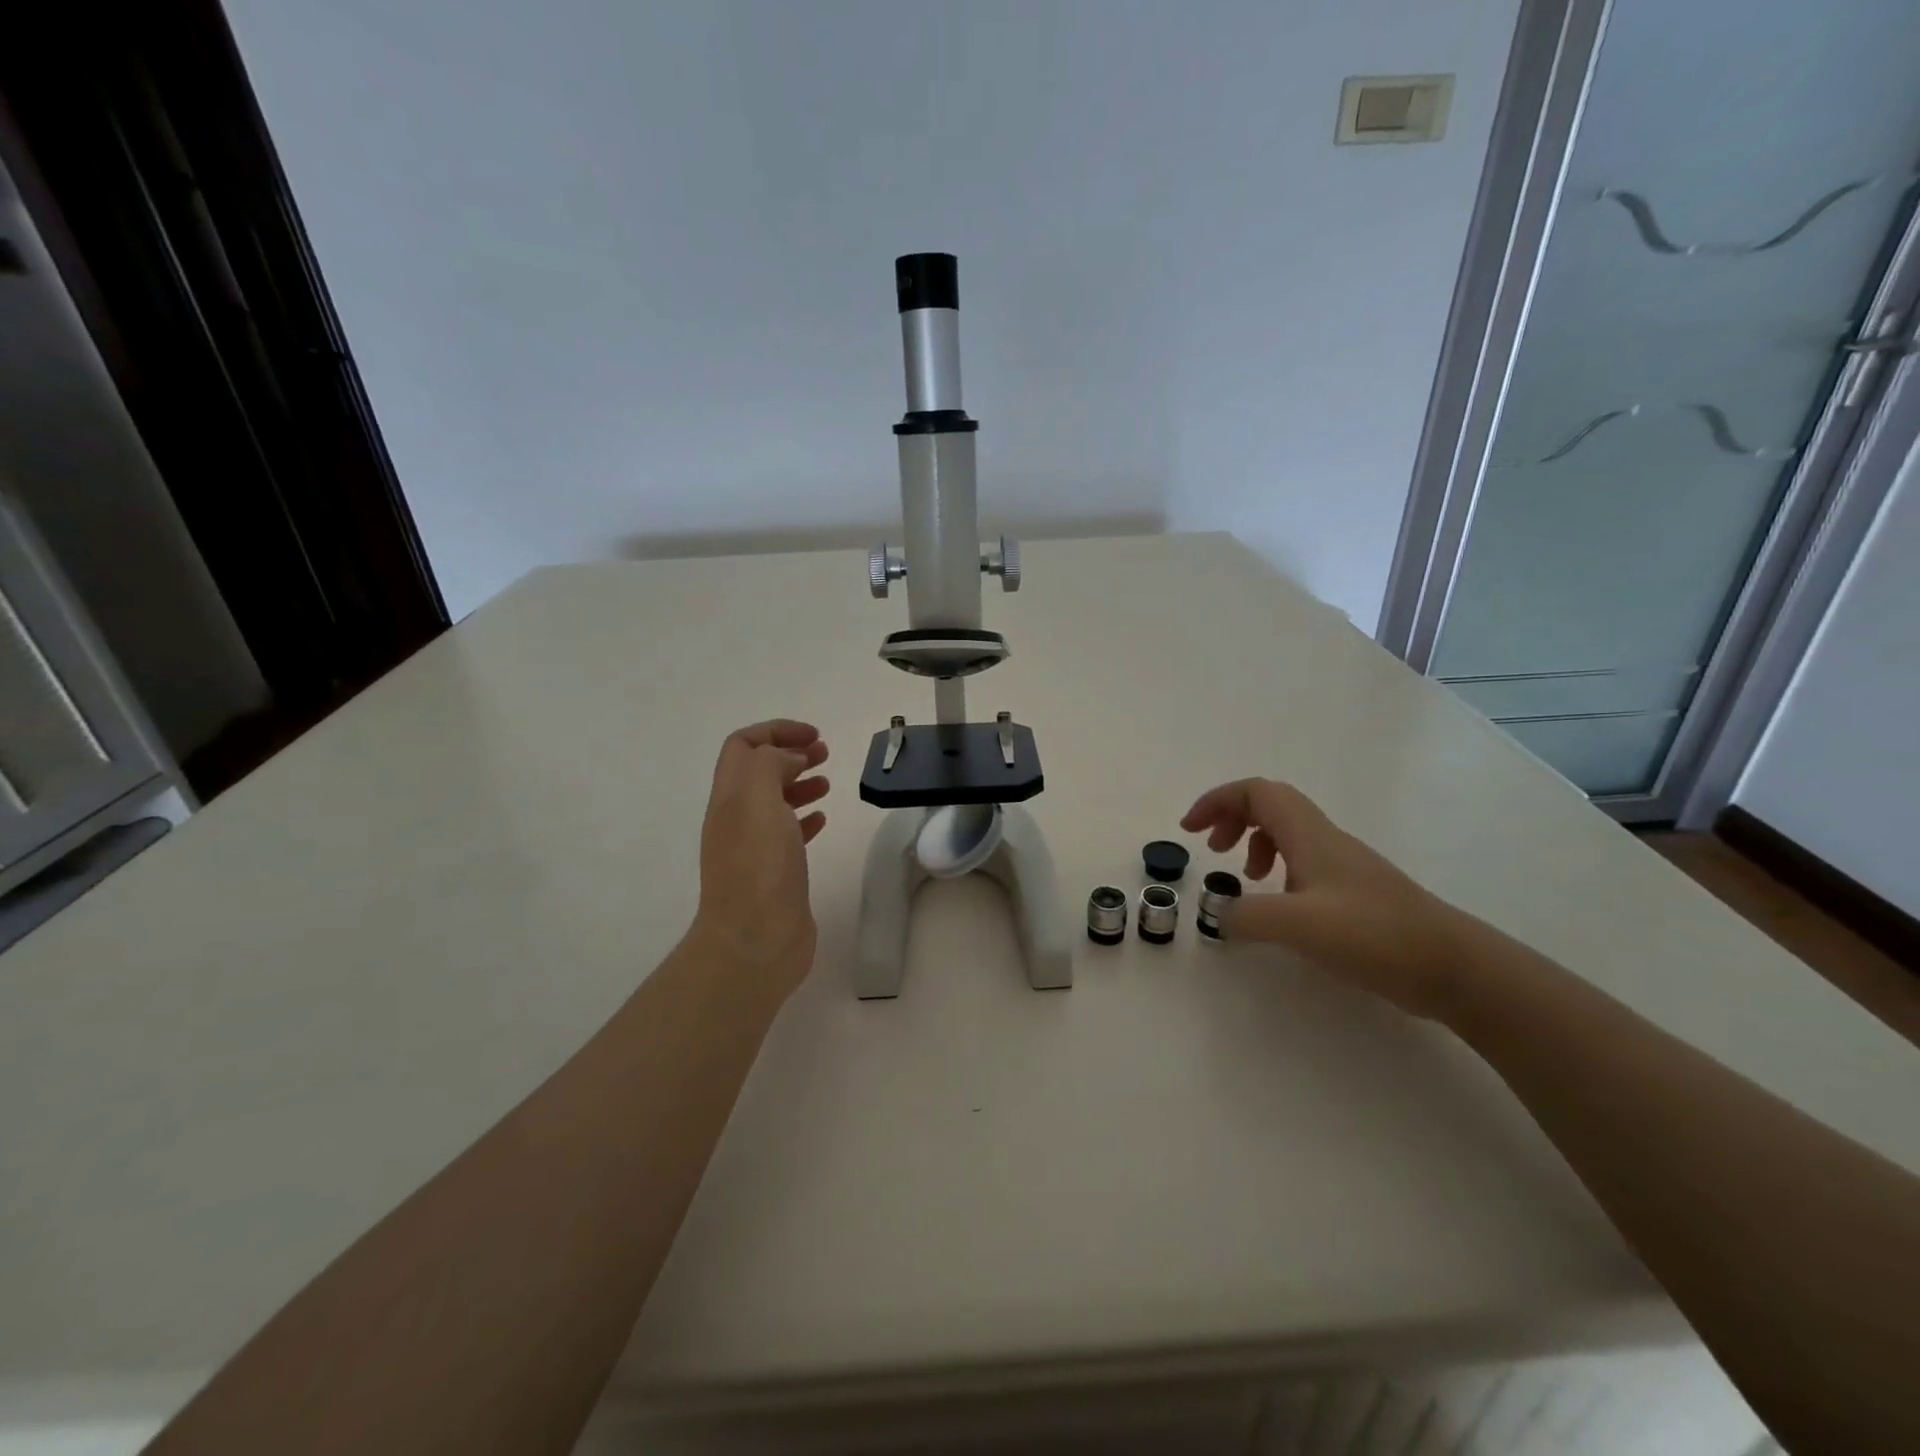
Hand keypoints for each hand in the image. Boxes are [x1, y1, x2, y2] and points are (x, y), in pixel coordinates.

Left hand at [691, 720, 829, 1002]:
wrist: (755, 942)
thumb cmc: (759, 868)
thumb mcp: (759, 801)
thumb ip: (770, 765)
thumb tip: (790, 758)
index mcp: (730, 797)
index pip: (743, 745)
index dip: (776, 730)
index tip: (814, 736)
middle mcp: (736, 818)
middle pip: (758, 770)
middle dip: (790, 752)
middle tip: (825, 753)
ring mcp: (753, 847)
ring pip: (774, 801)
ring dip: (799, 783)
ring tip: (827, 783)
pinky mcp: (774, 873)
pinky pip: (787, 833)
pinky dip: (804, 817)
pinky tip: (822, 820)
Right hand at [1180, 779, 1471, 1018]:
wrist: (1454, 966)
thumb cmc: (1373, 935)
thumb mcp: (1297, 925)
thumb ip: (1246, 915)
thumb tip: (1216, 913)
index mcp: (1309, 835)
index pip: (1257, 792)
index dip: (1217, 800)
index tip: (1190, 829)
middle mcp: (1325, 840)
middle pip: (1271, 805)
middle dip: (1231, 817)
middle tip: (1211, 848)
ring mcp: (1344, 865)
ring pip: (1288, 833)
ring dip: (1254, 842)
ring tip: (1245, 877)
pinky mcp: (1356, 892)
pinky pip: (1304, 862)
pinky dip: (1278, 870)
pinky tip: (1279, 905)